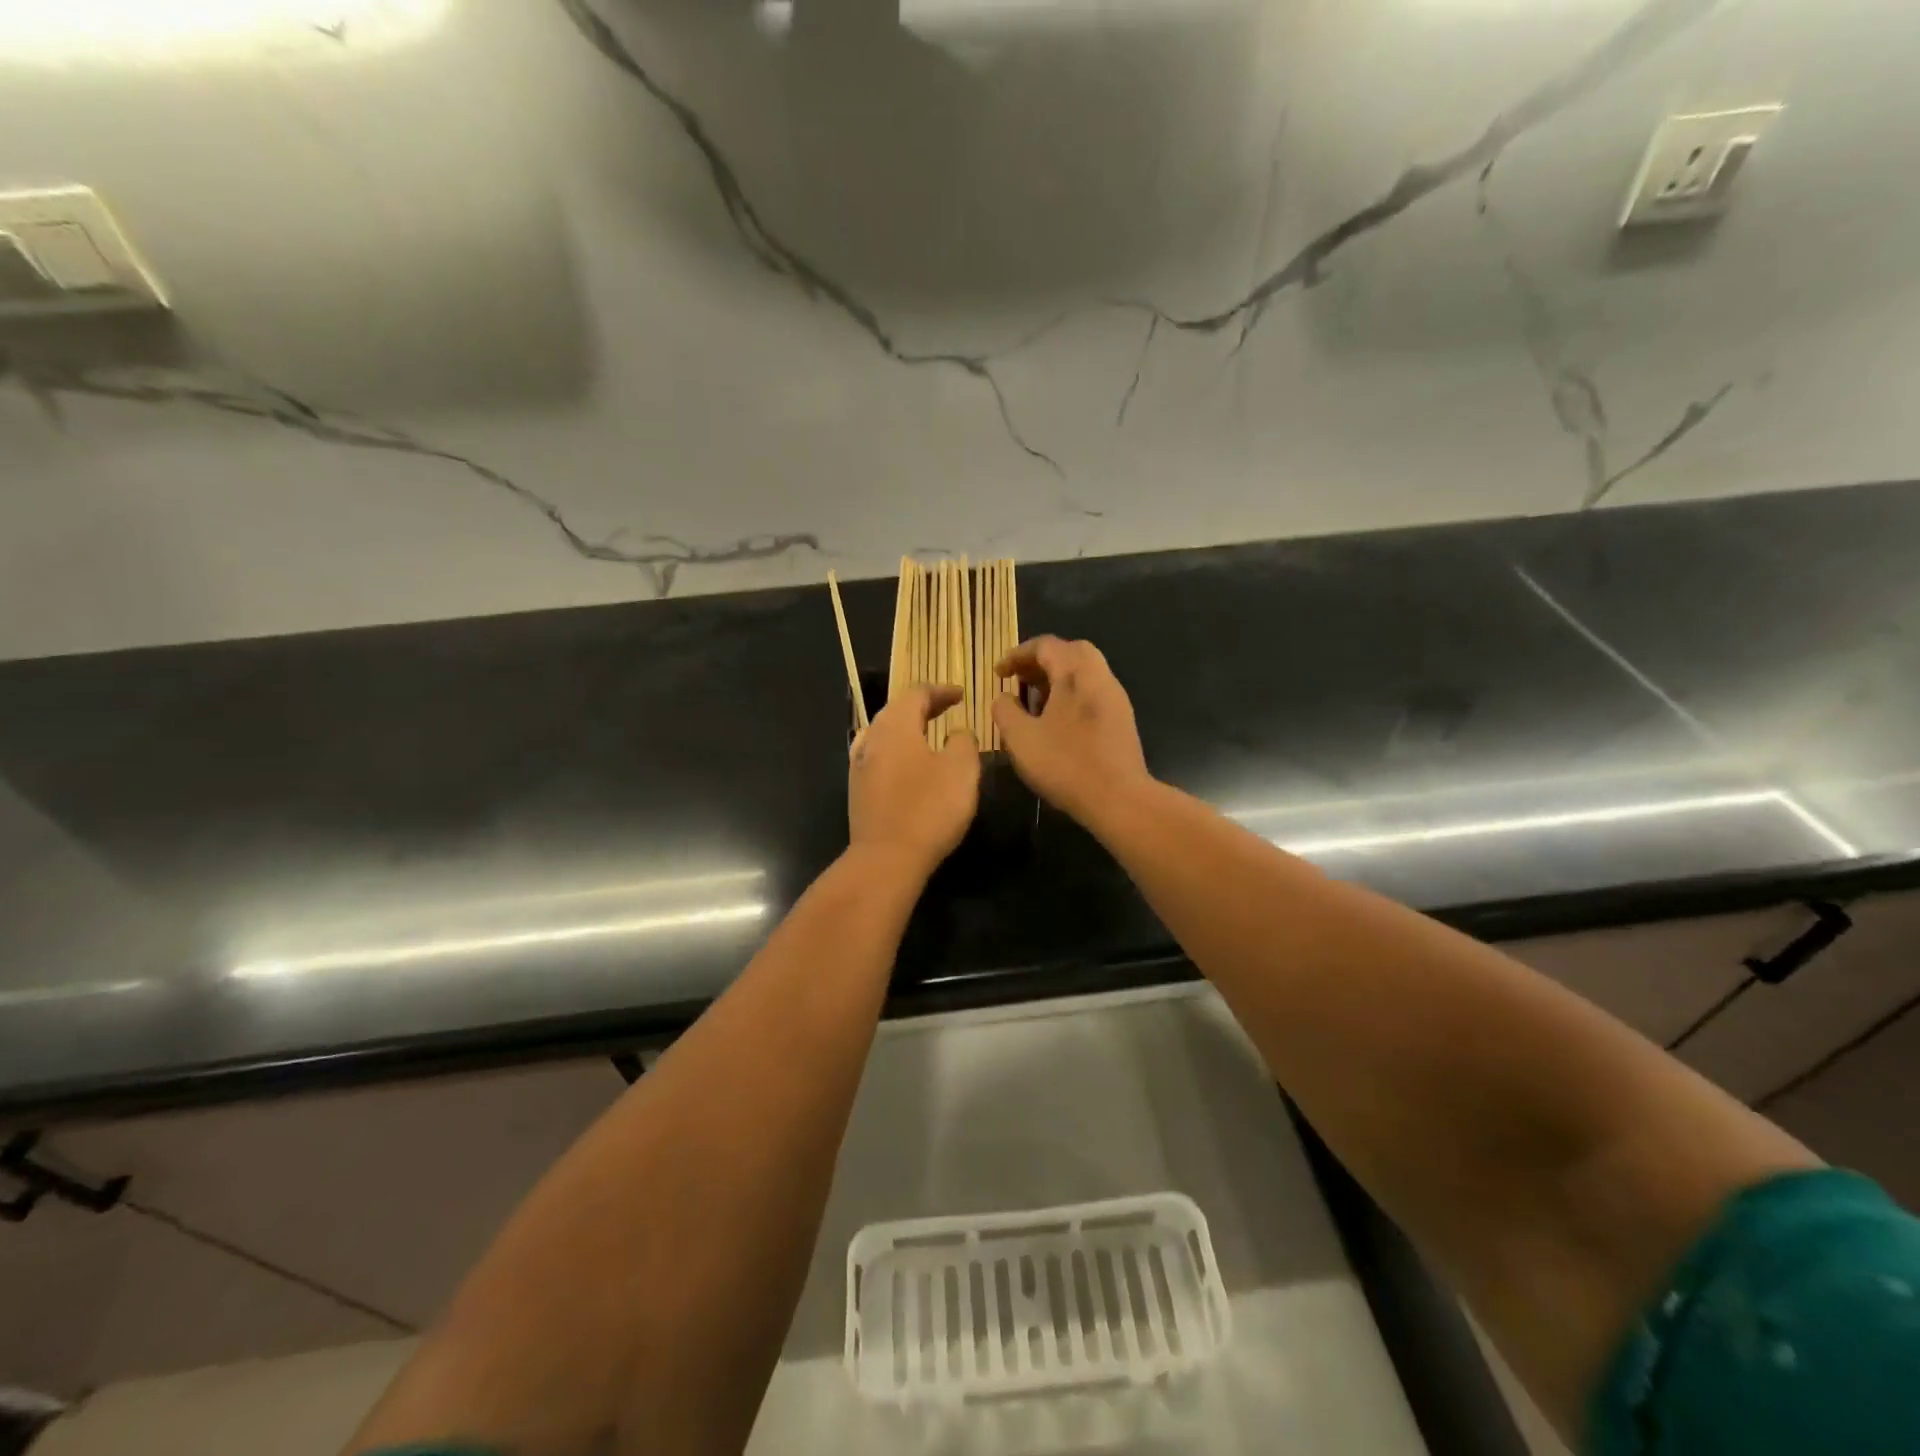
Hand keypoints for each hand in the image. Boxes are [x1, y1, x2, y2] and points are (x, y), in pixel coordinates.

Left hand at [848, 684, 980, 878]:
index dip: (940, 691)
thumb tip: (956, 732)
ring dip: (908, 729)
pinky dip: (898, 751)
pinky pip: (879, 757)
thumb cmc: (929, 809)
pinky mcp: (857, 790)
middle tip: (947, 709)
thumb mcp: (961, 770)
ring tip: (929, 735)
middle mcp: (872, 738)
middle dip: (922, 707)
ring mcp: (859, 765)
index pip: (916, 693)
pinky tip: (909, 765)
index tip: (960, 695)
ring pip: (884, 734)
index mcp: (896, 725)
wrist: (886, 858)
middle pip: (896, 710)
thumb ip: (963, 742)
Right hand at [991, 637, 1149, 823]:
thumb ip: (1005, 711)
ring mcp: (1115, 698)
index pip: (1045, 645)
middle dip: (1041, 662)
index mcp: (1075, 673)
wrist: (1119, 798)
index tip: (999, 674)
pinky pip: (1093, 693)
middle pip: (1071, 652)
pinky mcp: (1122, 719)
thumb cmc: (1065, 764)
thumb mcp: (1020, 738)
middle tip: (1020, 680)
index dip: (1017, 655)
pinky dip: (1071, 695)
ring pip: (1085, 673)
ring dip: (1057, 679)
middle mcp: (1099, 676)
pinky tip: (1057, 722)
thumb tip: (1003, 698)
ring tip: (1034, 703)